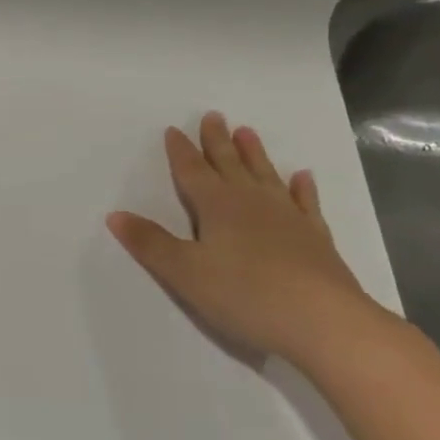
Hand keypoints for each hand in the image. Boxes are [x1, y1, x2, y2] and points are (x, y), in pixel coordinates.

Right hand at [106, 112, 393, 367]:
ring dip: (254, 154)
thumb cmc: (245, 295)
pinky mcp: (316, 239)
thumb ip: (149, 243)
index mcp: (217, 206)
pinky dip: (302, 189)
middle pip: (229, 164)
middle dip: (217, 141)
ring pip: (265, 176)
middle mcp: (251, 202)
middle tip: (213, 116)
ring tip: (248, 132)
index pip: (192, 171)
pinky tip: (303, 177)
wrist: (324, 322)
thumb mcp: (184, 272)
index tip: (173, 130)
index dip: (181, 151)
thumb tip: (114, 214)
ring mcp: (288, 218)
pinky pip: (306, 204)